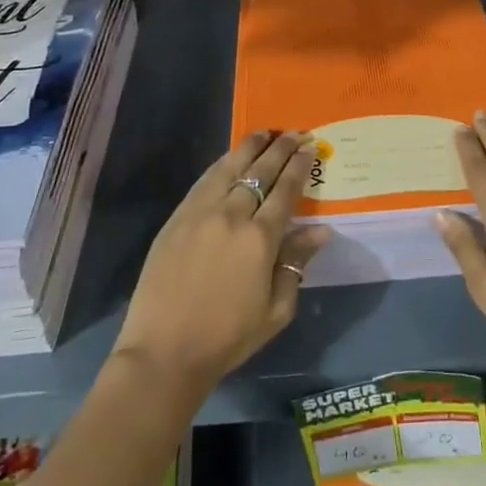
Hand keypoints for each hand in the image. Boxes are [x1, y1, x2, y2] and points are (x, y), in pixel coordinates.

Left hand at [113, 130, 331, 395]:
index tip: (310, 147)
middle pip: (260, 172)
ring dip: (249, 147)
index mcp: (260, 239)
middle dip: (280, 149)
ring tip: (264, 133)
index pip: (285, 190)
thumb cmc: (227, 338)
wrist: (164, 352)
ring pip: (229, 168)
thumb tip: (321, 230)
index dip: (299, 166)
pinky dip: (221, 164)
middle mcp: (231, 216)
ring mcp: (200, 214)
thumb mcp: (276, 310)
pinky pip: (203, 181)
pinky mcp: (176, 219)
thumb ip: (296, 263)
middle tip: (294, 133)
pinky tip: (229, 158)